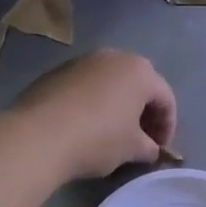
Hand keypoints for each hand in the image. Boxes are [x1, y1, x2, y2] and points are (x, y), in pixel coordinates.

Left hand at [6, 49, 175, 181]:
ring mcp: (82, 61)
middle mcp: (114, 57)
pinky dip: (92, 104)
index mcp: (140, 71)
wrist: (37, 136)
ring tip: (113, 133)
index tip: (160, 149)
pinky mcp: (56, 72)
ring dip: (117, 106)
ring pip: (110, 83)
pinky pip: (85, 87)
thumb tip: (150, 149)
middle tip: (141, 140)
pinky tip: (85, 127)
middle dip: (143, 112)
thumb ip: (149, 147)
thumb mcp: (132, 149)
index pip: (166, 98)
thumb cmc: (98, 138)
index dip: (168, 126)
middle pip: (138, 85)